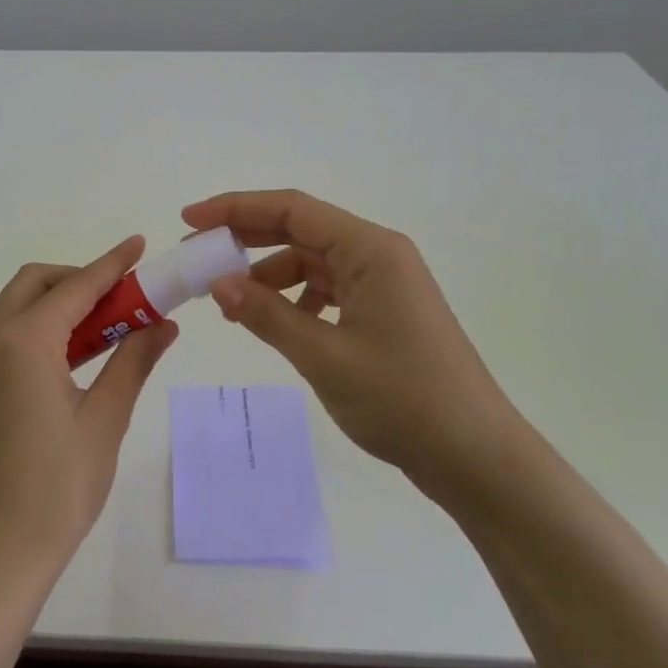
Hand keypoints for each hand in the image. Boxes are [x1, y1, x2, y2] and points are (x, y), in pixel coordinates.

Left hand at [0, 237, 179, 598]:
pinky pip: (8, 333)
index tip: (139, 244)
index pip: (76, 287)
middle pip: (37, 284)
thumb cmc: (57, 488)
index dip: (112, 265)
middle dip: (81, 279)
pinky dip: (42, 326)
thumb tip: (165, 323)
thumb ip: (133, 361)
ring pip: (18, 305)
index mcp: (24, 342)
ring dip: (60, 302)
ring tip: (108, 324)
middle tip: (124, 298)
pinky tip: (75, 352)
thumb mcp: (105, 420)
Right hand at [181, 190, 522, 506]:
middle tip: (198, 256)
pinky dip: (295, 299)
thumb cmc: (404, 400)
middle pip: (301, 230)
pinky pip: (328, 289)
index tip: (189, 220)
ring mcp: (385, 284)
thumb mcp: (324, 356)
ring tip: (232, 303)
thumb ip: (267, 315)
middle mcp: (379, 255)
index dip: (236, 209)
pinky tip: (276, 324)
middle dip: (247, 239)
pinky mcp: (385, 312)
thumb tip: (218, 283)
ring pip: (312, 262)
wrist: (477, 458)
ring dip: (269, 275)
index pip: (292, 209)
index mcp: (370, 250)